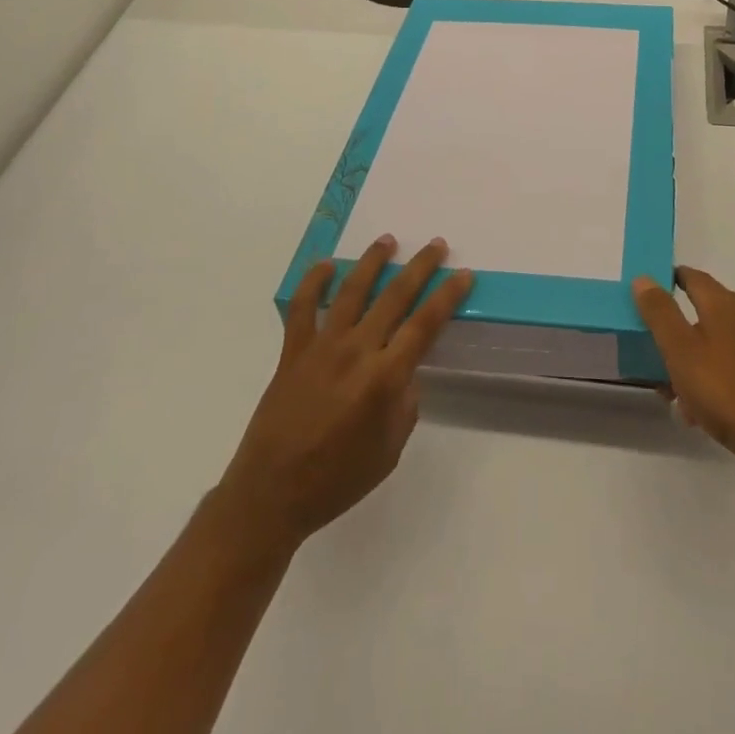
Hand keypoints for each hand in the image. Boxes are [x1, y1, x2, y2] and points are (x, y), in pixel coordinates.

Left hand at [217, 235, 473, 553]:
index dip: (447, 297)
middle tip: (436, 245)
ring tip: (388, 240)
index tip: (462, 275)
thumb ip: (404, 404)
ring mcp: (322, 347)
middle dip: (419, 267)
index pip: (424, 325)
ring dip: (372, 262)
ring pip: (352, 291)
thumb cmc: (337, 480)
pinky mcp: (293, 351)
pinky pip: (303, 307)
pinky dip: (314, 282)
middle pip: (394, 297)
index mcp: (384, 378)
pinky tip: (326, 265)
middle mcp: (356, 351)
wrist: (271, 493)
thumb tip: (404, 372)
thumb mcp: (389, 451)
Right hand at [632, 266, 734, 481]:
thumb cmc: (727, 391)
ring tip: (675, 395)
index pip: (692, 277)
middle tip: (653, 355)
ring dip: (694, 362)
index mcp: (725, 304)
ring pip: (719, 345)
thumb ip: (660, 313)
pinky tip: (702, 413)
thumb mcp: (680, 350)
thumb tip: (644, 278)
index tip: (647, 294)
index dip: (669, 280)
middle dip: (677, 332)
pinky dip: (715, 381)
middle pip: (704, 313)